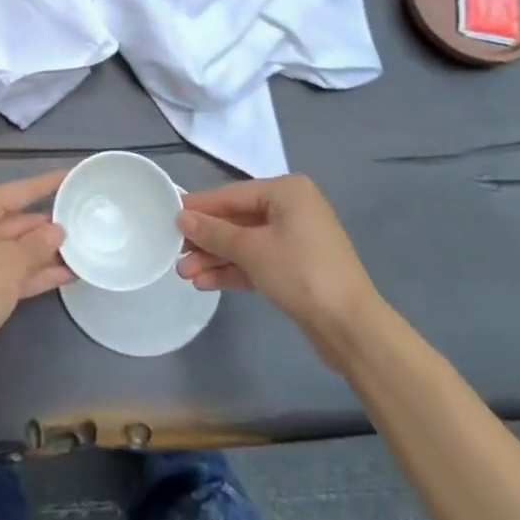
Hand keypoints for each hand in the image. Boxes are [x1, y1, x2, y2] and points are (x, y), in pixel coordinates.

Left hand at [0, 171, 72, 365]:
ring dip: (42, 252)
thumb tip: (57, 230)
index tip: (70, 175)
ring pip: (10, 247)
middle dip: (46, 227)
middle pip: (13, 220)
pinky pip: (4, 268)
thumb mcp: (15, 262)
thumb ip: (40, 243)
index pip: (18, 191)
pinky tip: (63, 275)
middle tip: (80, 223)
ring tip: (79, 251)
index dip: (46, 184)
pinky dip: (29, 271)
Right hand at [177, 175, 378, 333]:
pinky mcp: (296, 268)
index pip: (232, 194)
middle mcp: (292, 209)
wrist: (351, 328)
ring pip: (245, 244)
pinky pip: (257, 261)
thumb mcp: (251, 250)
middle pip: (237, 220)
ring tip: (185, 274)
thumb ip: (213, 232)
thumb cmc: (300, 273)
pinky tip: (206, 283)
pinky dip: (234, 270)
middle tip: (176, 254)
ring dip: (216, 258)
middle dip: (206, 240)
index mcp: (286, 192)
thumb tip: (181, 218)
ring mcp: (295, 239)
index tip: (169, 216)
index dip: (199, 207)